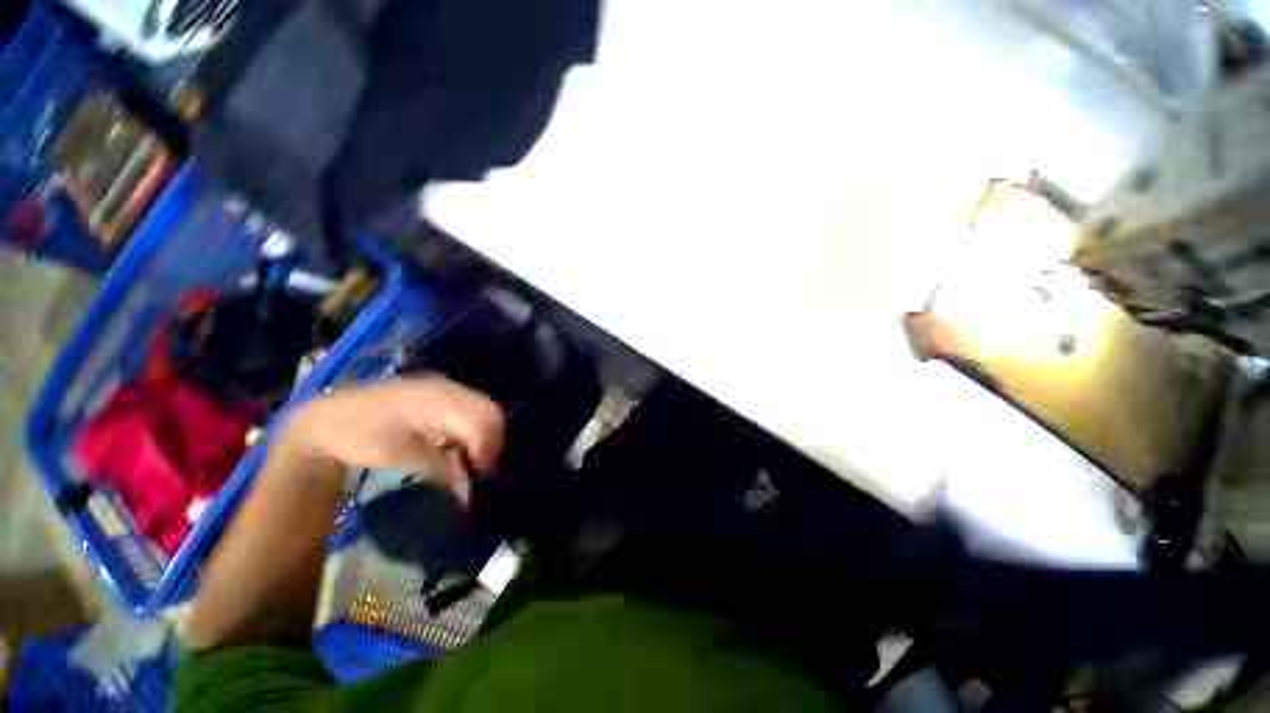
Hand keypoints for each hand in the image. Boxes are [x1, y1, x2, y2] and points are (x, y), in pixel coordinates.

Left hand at [279, 378, 505, 503]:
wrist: (330, 417)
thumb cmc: (360, 436)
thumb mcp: (399, 457)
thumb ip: (440, 469)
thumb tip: (470, 491)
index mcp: (440, 399)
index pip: (485, 420)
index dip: (488, 450)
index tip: (476, 477)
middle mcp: (451, 389)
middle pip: (492, 414)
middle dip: (490, 445)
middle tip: (476, 472)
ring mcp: (449, 389)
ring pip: (486, 413)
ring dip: (482, 440)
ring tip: (466, 464)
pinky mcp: (445, 396)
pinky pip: (473, 413)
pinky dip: (472, 434)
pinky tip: (456, 450)